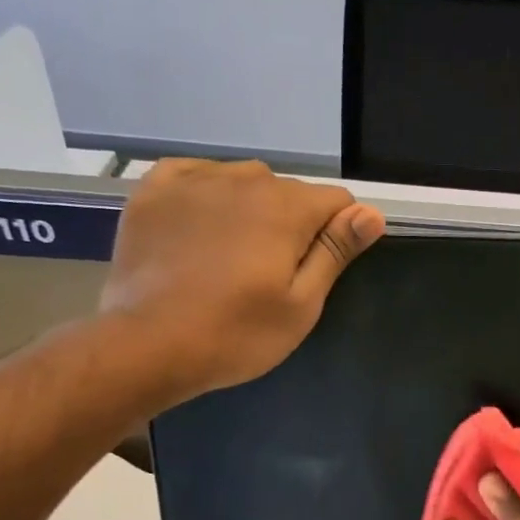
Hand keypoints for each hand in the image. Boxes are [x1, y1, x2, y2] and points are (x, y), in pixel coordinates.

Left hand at [98, 159, 383, 406]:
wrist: (147, 345)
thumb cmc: (237, 333)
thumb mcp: (302, 304)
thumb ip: (336, 251)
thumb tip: (372, 213)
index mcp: (287, 208)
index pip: (338, 201)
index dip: (339, 233)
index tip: (318, 269)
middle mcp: (244, 180)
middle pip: (290, 191)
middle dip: (293, 223)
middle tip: (272, 273)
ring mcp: (194, 180)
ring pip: (244, 181)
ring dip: (251, 208)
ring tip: (232, 254)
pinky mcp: (153, 191)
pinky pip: (195, 174)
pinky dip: (207, 193)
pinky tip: (200, 225)